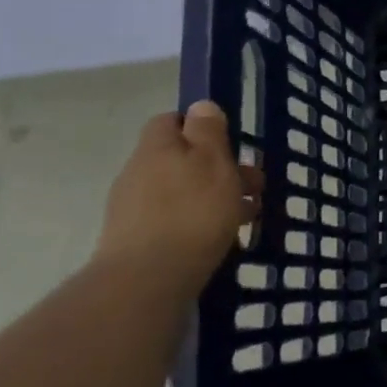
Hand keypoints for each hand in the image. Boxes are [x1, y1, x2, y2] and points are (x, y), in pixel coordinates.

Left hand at [93, 101, 261, 294]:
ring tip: (247, 217)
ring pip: (183, 191)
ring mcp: (133, 209)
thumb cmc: (192, 211)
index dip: (201, 127)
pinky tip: (222, 239)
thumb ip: (208, 131)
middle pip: (182, 159)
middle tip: (253, 187)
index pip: (172, 121)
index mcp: (157, 148)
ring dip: (215, 197)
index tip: (231, 144)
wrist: (147, 281)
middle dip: (220, 169)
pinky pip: (175, 220)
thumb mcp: (213, 161)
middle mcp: (139, 173)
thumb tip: (200, 106)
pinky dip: (199, 223)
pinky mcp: (136, 241)